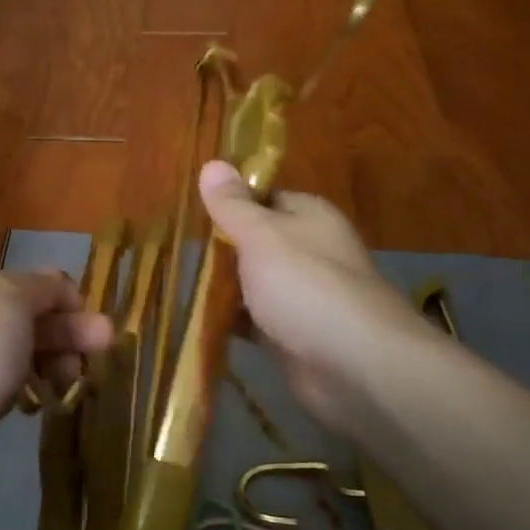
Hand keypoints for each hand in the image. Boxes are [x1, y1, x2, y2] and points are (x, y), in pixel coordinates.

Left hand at [0, 267, 112, 522]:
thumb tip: (62, 287)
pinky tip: (49, 401)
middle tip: (106, 344)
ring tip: (79, 378)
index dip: (57, 294)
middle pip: (21, 320)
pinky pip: (7, 394)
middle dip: (66, 329)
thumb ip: (42, 288)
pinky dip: (31, 394)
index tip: (90, 313)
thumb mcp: (9, 298)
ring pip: (17, 358)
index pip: (17, 281)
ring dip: (54, 362)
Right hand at [200, 161, 434, 433]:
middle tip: (173, 252)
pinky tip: (197, 322)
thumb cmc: (306, 287)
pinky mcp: (292, 335)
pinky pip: (254, 321)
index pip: (263, 198)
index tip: (188, 212)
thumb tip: (212, 163)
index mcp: (308, 217)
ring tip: (176, 284)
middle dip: (219, 249)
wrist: (355, 366)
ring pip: (253, 284)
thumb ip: (233, 205)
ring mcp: (302, 296)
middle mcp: (309, 251)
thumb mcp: (262, 235)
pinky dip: (231, 322)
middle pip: (255, 242)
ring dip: (222, 287)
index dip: (228, 203)